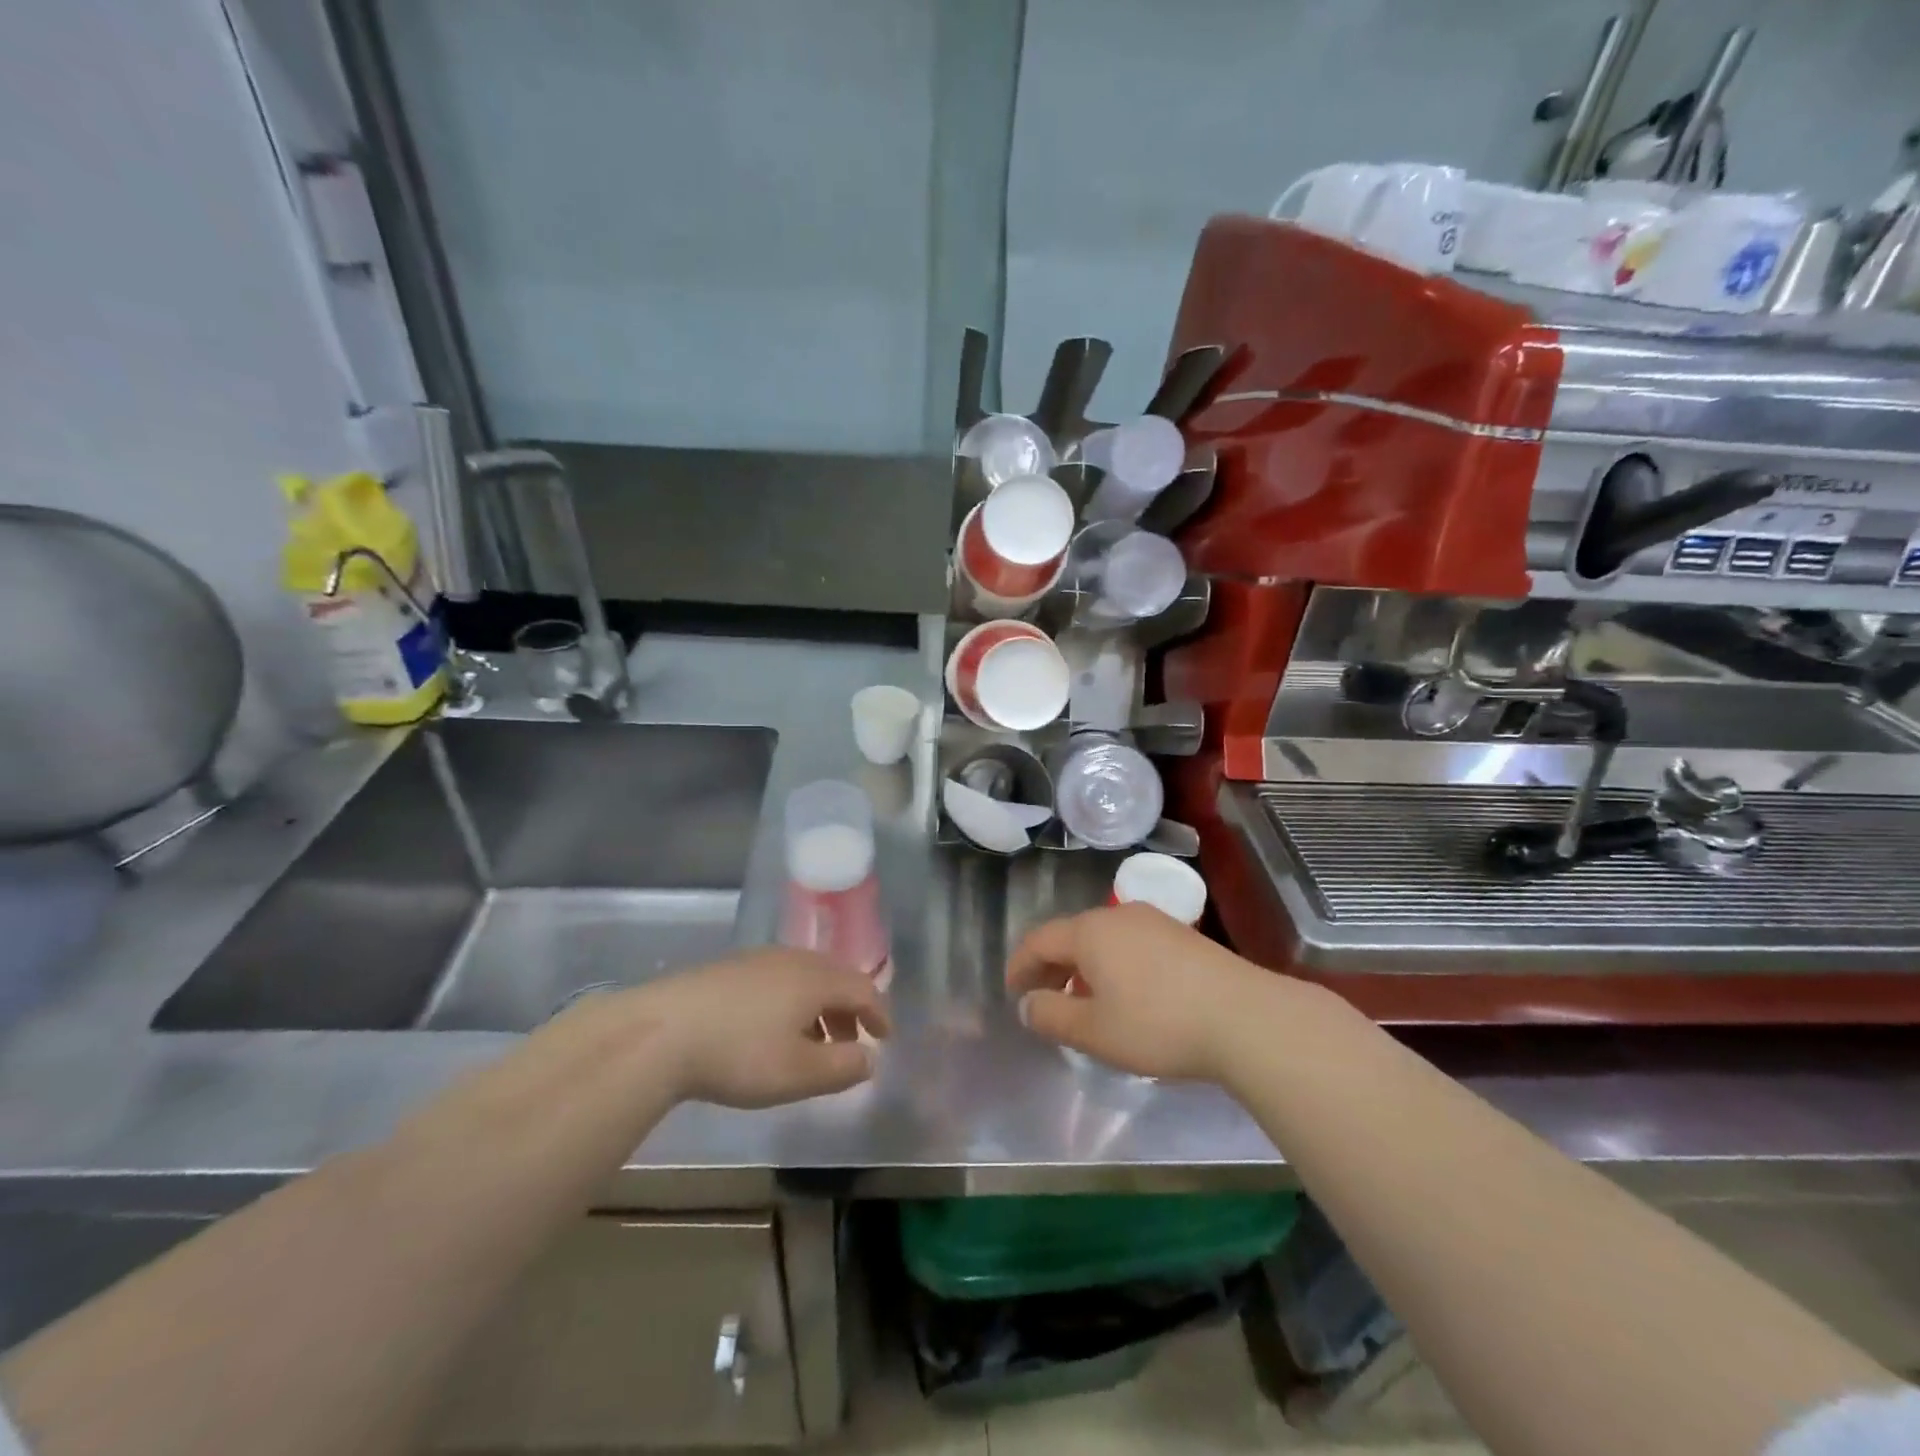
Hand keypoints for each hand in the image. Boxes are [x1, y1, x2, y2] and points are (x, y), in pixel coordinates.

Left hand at [621, 949, 889, 1107]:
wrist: (660, 1032)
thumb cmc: (739, 1054)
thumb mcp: (798, 1073)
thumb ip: (842, 1067)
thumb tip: (869, 1058)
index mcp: (816, 979)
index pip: (863, 988)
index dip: (879, 1013)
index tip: (884, 1038)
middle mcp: (793, 959)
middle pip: (835, 978)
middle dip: (850, 1010)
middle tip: (851, 1043)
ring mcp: (759, 959)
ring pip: (805, 978)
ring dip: (820, 1008)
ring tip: (811, 1043)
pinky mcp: (730, 968)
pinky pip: (778, 979)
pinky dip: (792, 1002)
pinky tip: (771, 1029)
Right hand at [1007, 905, 1302, 1081]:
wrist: (1245, 1017)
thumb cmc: (1158, 1024)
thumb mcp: (1094, 1031)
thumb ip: (1051, 1016)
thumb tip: (1028, 1003)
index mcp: (1089, 931)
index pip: (1039, 940)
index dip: (1020, 965)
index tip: (1012, 993)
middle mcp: (1118, 915)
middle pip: (1071, 936)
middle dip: (1051, 968)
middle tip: (1044, 1001)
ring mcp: (1154, 921)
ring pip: (1103, 939)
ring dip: (1083, 968)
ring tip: (1085, 1003)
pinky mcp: (1182, 936)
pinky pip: (1130, 944)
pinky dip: (1113, 966)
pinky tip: (1127, 996)